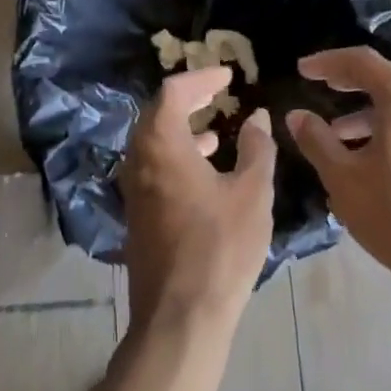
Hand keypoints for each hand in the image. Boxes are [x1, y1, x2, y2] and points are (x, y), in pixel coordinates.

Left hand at [119, 67, 277, 326]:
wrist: (181, 315)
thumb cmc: (221, 247)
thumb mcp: (252, 193)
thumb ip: (257, 148)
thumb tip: (257, 118)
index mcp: (161, 145)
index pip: (173, 92)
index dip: (201, 77)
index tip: (228, 75)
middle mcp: (138, 160)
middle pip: (157, 114)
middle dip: (189, 99)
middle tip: (219, 93)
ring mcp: (133, 189)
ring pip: (154, 143)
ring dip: (183, 129)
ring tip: (217, 129)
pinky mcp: (138, 214)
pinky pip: (154, 168)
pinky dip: (178, 156)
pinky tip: (207, 171)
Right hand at [285, 47, 390, 274]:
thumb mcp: (342, 176)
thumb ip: (316, 139)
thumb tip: (296, 115)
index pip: (362, 62)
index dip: (328, 61)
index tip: (302, 70)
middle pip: (385, 76)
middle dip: (349, 78)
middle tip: (319, 84)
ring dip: (365, 108)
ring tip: (334, 130)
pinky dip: (384, 125)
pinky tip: (363, 154)